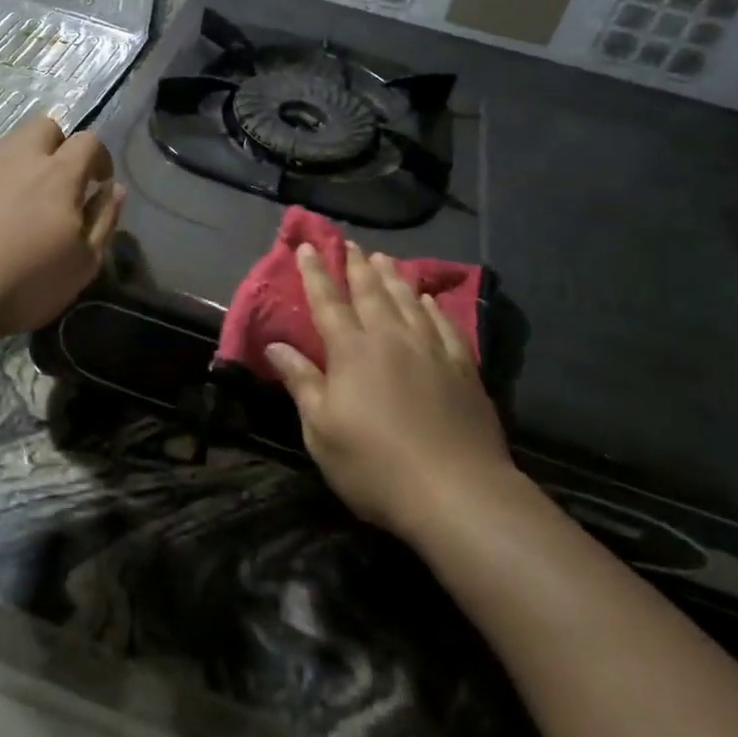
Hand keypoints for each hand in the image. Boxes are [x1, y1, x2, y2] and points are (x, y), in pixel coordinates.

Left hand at [0, 117, 123, 337]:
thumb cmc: (27, 284)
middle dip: (58, 146)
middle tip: (59, 183)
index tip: (98, 183)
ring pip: (6, 147)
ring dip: (21, 164)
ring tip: (20, 204)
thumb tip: (114, 189)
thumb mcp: (84, 263)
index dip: (99, 158)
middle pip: (43, 127)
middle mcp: (18, 161)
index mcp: (58, 175)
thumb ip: (104, 219)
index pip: (88, 141)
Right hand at [265, 243, 513, 540]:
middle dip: (356, 266)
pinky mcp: (462, 368)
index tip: (307, 247)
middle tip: (350, 244)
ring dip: (392, 278)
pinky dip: (432, 307)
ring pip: (407, 301)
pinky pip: (444, 325)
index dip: (315, 273)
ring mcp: (431, 350)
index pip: (328, 302)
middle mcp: (391, 338)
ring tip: (383, 259)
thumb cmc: (375, 465)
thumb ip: (301, 383)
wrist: (457, 492)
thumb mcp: (321, 431)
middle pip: (370, 293)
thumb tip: (275, 346)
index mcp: (352, 351)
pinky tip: (427, 300)